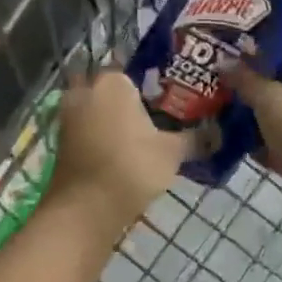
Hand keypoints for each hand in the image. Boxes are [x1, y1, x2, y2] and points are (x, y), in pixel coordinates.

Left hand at [49, 70, 190, 230]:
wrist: (85, 208)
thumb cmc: (132, 166)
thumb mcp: (172, 152)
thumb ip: (196, 138)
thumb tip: (219, 133)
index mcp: (113, 83)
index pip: (135, 72)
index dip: (152, 86)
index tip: (169, 101)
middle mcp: (87, 91)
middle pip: (111, 89)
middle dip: (126, 100)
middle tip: (154, 116)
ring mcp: (69, 117)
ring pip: (96, 109)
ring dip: (112, 119)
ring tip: (140, 136)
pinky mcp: (62, 142)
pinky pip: (87, 129)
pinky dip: (100, 136)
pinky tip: (121, 151)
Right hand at [225, 66, 281, 177]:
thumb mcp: (267, 95)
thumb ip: (245, 79)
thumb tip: (223, 63)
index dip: (263, 75)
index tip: (238, 82)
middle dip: (258, 105)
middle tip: (230, 106)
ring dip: (260, 129)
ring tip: (230, 129)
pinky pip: (281, 151)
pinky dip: (265, 151)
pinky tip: (243, 150)